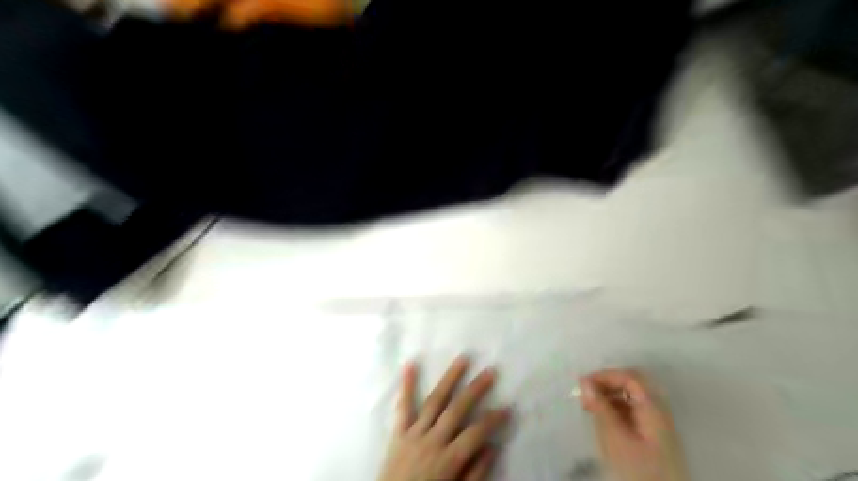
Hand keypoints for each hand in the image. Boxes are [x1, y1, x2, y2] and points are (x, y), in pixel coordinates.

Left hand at [377, 356, 507, 480]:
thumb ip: (474, 475)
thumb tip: (491, 447)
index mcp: (448, 460)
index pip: (476, 433)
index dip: (493, 420)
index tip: (507, 407)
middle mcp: (432, 441)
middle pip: (457, 409)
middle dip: (475, 389)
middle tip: (489, 371)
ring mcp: (413, 434)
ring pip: (434, 401)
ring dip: (449, 378)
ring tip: (462, 359)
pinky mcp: (398, 433)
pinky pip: (403, 407)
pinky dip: (406, 385)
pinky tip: (410, 364)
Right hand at [576, 370, 688, 480]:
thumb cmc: (638, 469)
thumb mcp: (615, 438)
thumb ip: (600, 408)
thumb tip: (584, 382)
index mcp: (653, 408)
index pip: (630, 377)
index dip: (605, 375)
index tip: (582, 384)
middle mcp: (659, 411)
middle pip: (632, 385)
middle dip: (606, 384)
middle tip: (585, 394)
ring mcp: (658, 425)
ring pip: (631, 399)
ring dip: (609, 397)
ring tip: (589, 407)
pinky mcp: (653, 438)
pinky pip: (633, 412)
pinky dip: (615, 410)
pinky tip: (602, 420)